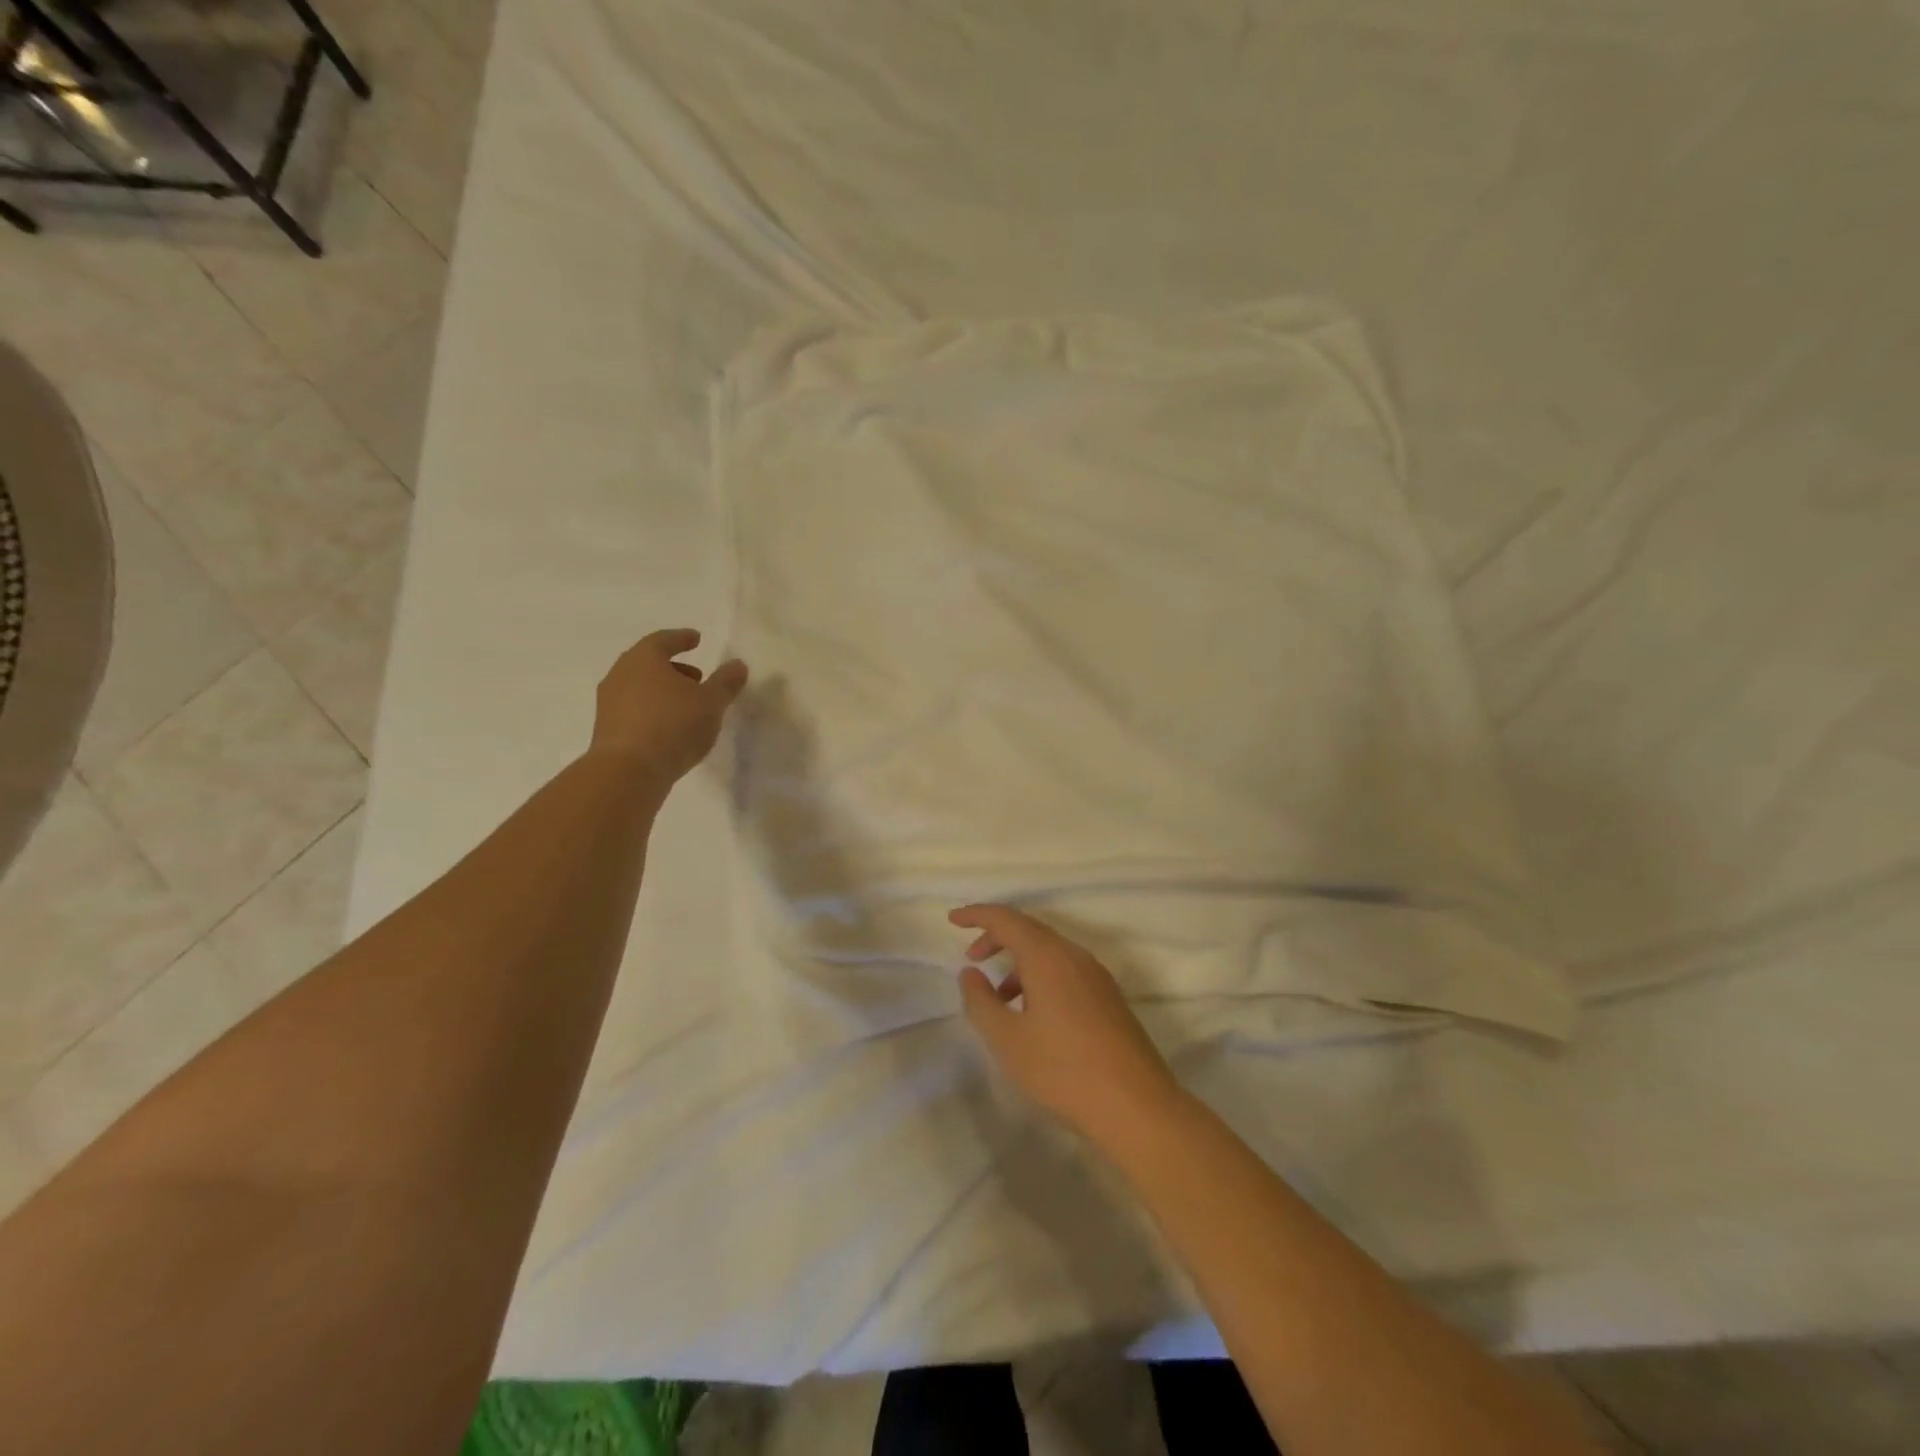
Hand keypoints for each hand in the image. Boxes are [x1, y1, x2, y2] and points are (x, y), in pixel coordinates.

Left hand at [590, 629, 747, 781]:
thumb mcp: (711, 702)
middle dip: (674, 667)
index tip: (696, 639)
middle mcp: (621, 674)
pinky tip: (670, 727)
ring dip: (663, 691)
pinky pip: (634, 709)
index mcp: (644, 659)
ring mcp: (609, 702)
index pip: (664, 640)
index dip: (682, 638)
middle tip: (697, 677)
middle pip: (649, 663)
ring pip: (640, 687)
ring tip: (687, 705)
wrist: (628, 771)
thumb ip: (726, 682)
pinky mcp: (607, 729)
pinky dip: (653, 709)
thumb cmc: (673, 725)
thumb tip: (738, 665)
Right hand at [951, 904, 1180, 1147]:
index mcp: (1048, 956)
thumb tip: (970, 973)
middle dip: (997, 937)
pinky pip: (1066, 969)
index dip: (977, 915)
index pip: (1007, 919)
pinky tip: (1033, 1013)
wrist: (1136, 1106)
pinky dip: (1040, 976)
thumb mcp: (1007, 1040)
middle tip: (971, 957)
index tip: (952, 919)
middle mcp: (1074, 956)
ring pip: (1050, 951)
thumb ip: (981, 1001)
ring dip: (1020, 961)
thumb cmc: (1063, 1070)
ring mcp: (1097, 976)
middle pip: (1030, 930)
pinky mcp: (1109, 997)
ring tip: (999, 996)